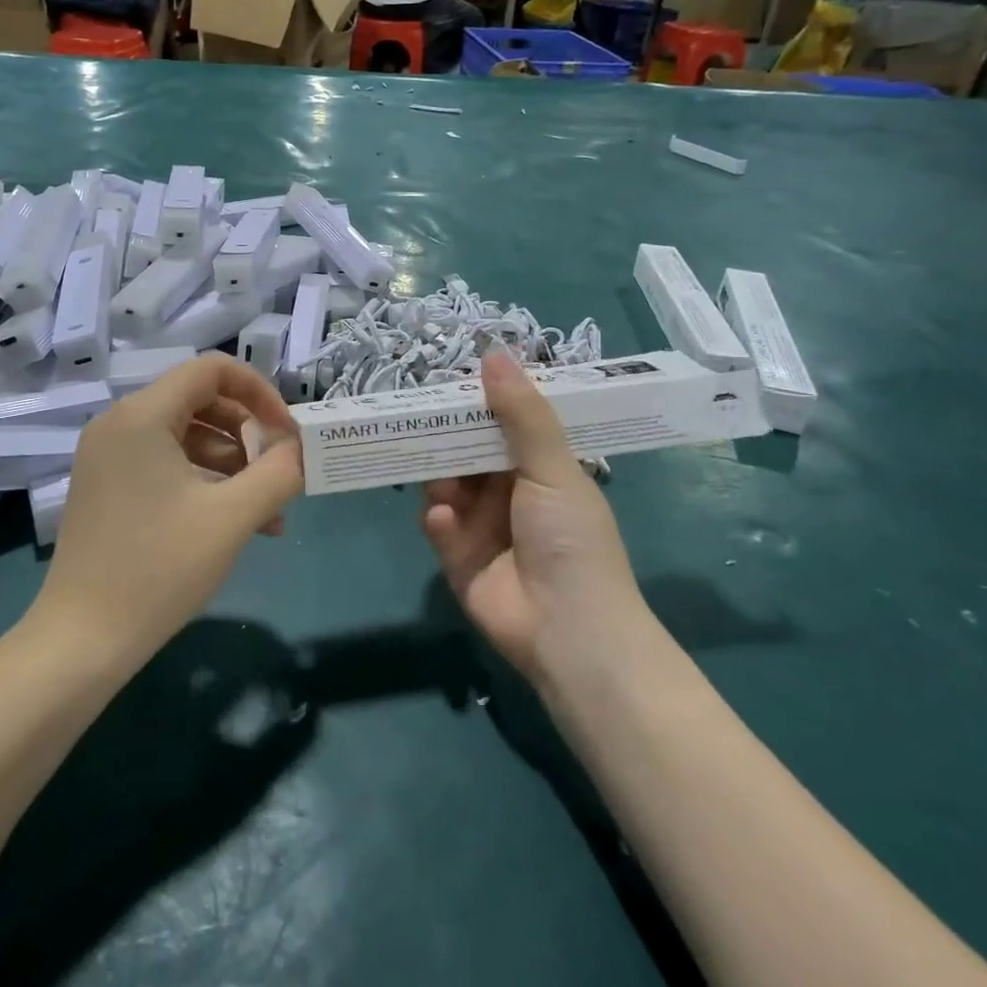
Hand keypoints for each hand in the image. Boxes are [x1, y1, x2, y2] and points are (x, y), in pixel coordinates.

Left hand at [32, 354, 303, 671]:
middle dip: (249, 433)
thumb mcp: (232, 517)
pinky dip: (204, 482)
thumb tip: (301, 449)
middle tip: (278, 472)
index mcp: (142, 416)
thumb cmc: (159, 568)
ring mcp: (108, 457)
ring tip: (268, 513)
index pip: (211, 369)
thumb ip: (278, 472)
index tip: (286, 432)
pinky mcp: (108, 487)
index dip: (259, 391)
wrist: (82, 641)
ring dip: (232, 465)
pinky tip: (235, 523)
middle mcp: (119, 424)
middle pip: (200, 401)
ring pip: (186, 437)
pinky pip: (166, 464)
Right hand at [421, 351, 645, 684]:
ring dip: (439, 477)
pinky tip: (443, 519)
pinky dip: (437, 518)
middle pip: (465, 450)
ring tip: (442, 481)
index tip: (448, 378)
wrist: (569, 633)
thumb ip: (521, 414)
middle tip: (415, 416)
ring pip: (444, 482)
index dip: (478, 401)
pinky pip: (437, 524)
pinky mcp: (456, 554)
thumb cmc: (571, 540)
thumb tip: (494, 353)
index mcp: (538, 467)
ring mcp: (480, 523)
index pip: (502, 423)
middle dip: (444, 436)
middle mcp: (507, 491)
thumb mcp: (553, 469)